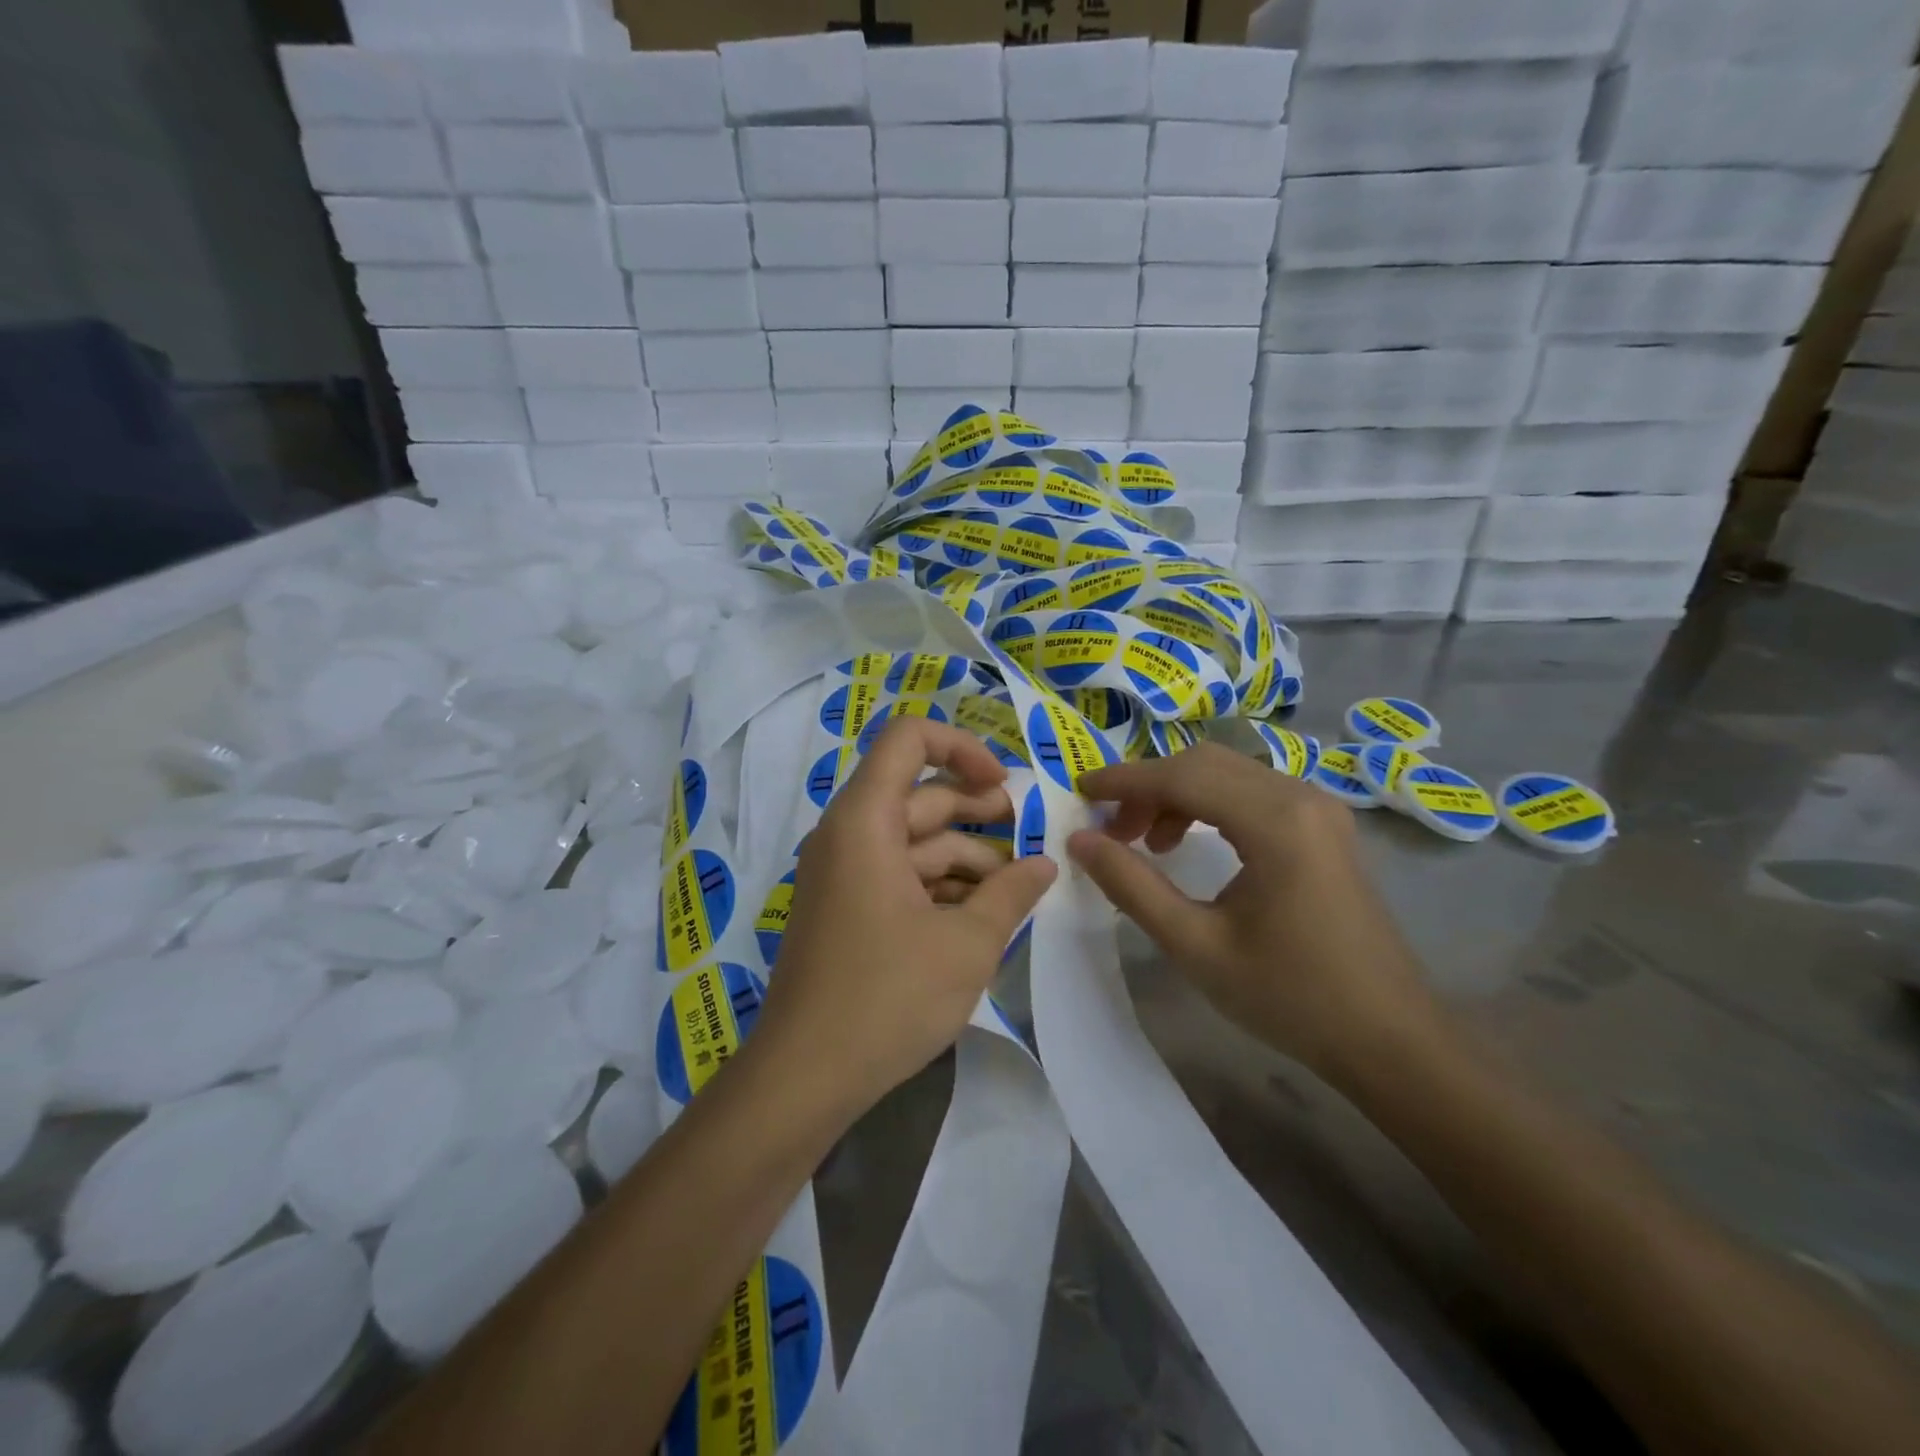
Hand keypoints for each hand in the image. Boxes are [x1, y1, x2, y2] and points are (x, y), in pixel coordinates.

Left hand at [755, 719, 1056, 1121]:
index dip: (962, 747)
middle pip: (919, 794)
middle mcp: (847, 835)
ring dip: (966, 855)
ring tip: (1017, 885)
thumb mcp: (967, 944)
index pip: (908, 739)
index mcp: (865, 821)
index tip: (1004, 787)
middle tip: (1030, 833)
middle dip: (979, 810)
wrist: (804, 1077)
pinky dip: (940, 884)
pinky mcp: (846, 909)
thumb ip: (1011, 893)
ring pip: (914, 841)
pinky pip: (898, 875)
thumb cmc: (888, 997)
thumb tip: (1044, 865)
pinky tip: (981, 913)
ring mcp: (843, 874)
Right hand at [1068, 743, 1433, 1079]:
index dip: (1124, 780)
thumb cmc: (1290, 997)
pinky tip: (1191, 845)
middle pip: (1205, 763)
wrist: (1390, 1040)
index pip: (1182, 775)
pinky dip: (1210, 806)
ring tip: (1147, 843)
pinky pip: (1253, 794)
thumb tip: (1080, 841)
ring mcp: (1319, 809)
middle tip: (1111, 830)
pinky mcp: (1324, 828)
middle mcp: (1301, 797)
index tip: (1080, 792)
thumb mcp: (1196, 945)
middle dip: (1149, 787)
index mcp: (1275, 820)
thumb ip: (1132, 886)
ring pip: (1229, 774)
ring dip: (1178, 795)